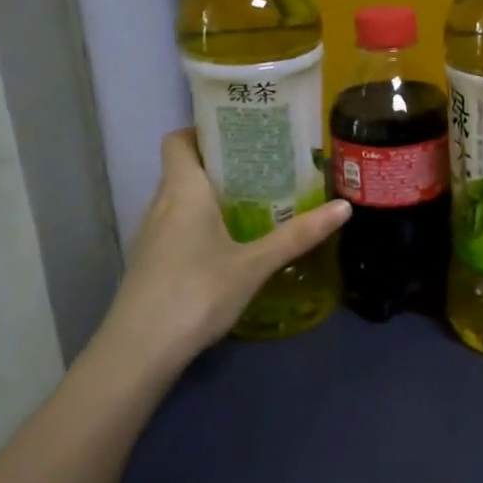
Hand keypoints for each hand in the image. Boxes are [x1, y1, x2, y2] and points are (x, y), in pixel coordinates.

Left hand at [95, 129, 349, 368]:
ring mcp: (152, 235)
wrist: (138, 352)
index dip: (203, 130)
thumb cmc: (196, 294)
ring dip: (212, 193)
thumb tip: (344, 208)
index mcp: (183, 191)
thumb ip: (298, 236)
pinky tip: (230, 240)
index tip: (240, 133)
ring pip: (181, 198)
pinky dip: (201, 220)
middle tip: (264, 164)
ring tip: (256, 198)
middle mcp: (161, 204)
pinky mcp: (151, 261)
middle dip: (222, 162)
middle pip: (185, 167)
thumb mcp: (254, 265)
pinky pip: (178, 224)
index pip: (179, 140)